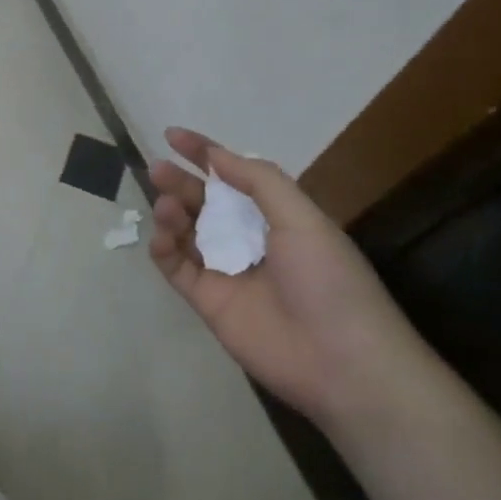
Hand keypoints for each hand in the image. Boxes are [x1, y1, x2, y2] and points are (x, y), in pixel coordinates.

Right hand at [147, 128, 433, 429]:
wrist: (343, 363)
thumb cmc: (329, 281)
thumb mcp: (302, 218)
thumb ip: (259, 181)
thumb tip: (218, 155)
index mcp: (277, 218)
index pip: (234, 177)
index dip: (204, 154)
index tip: (172, 136)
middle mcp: (249, 240)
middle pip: (204, 203)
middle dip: (180, 182)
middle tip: (157, 169)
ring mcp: (227, 272)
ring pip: (186, 233)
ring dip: (171, 213)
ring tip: (165, 206)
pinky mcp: (209, 303)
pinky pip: (177, 269)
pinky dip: (163, 250)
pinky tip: (161, 238)